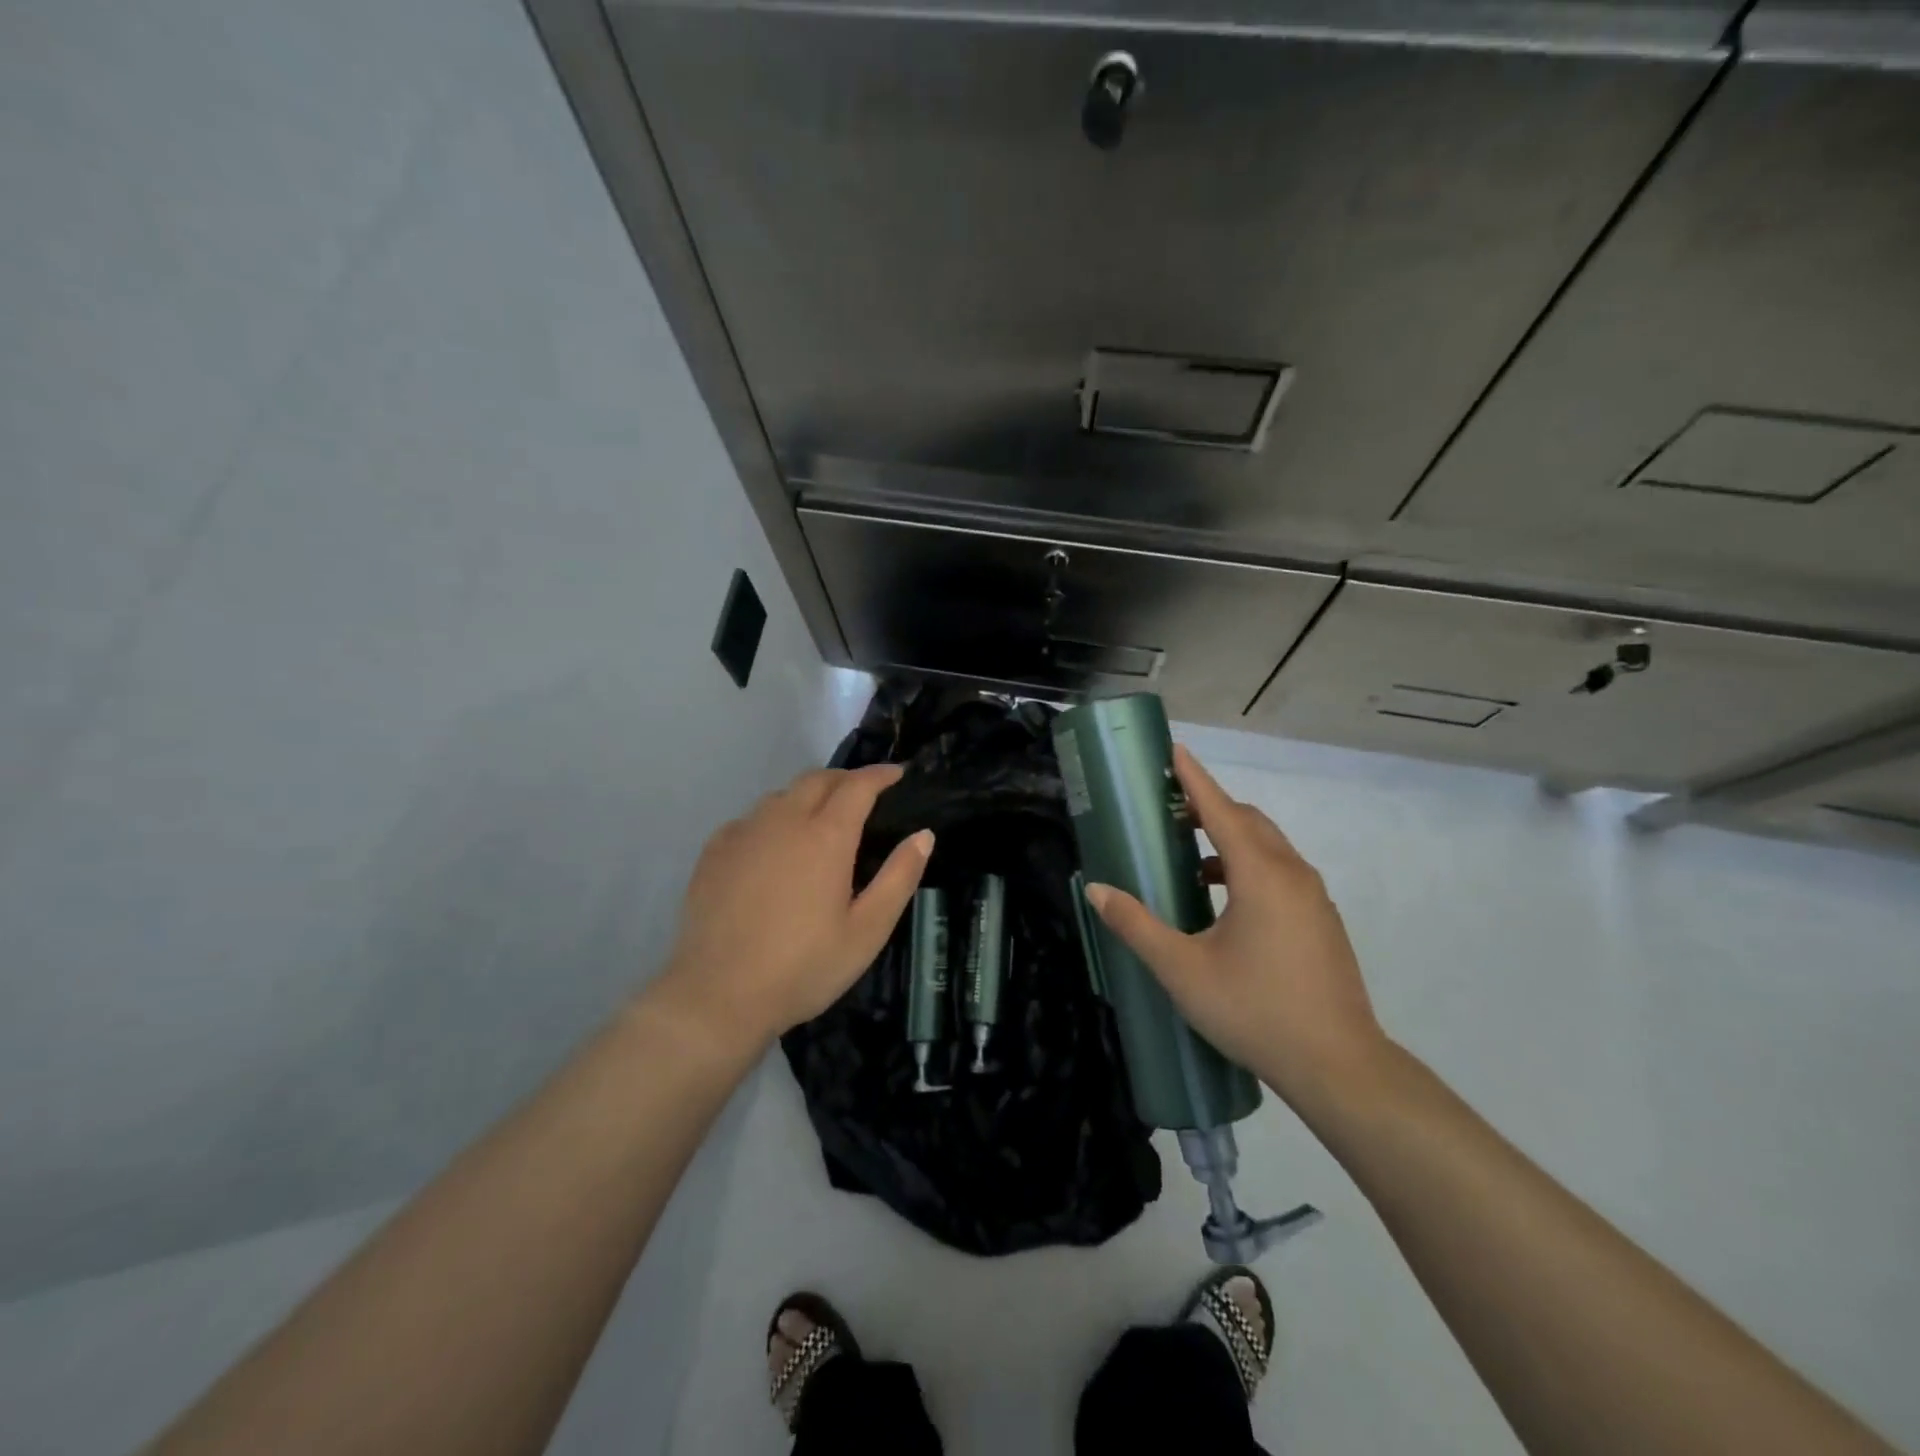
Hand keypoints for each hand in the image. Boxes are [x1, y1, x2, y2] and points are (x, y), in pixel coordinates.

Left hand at [651, 764, 932, 1056]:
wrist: (718, 996)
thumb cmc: (803, 967)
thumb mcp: (867, 931)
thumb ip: (899, 877)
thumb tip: (923, 835)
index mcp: (826, 836)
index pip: (858, 785)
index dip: (881, 775)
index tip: (898, 774)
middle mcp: (783, 820)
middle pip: (818, 779)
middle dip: (846, 779)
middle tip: (864, 796)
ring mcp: (744, 833)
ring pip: (782, 796)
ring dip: (808, 796)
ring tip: (821, 821)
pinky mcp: (715, 851)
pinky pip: (751, 819)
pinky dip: (773, 819)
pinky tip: (774, 848)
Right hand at [1084, 746, 1386, 1109]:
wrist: (1339, 1066)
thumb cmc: (1254, 1010)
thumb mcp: (1182, 970)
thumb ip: (1136, 925)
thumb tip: (1095, 890)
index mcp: (1260, 874)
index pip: (1221, 809)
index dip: (1194, 778)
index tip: (1174, 750)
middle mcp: (1292, 874)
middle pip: (1248, 821)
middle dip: (1210, 807)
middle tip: (1169, 810)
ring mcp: (1313, 897)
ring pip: (1267, 847)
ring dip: (1229, 839)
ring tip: (1188, 857)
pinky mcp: (1321, 921)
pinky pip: (1280, 872)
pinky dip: (1248, 866)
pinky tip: (1222, 900)